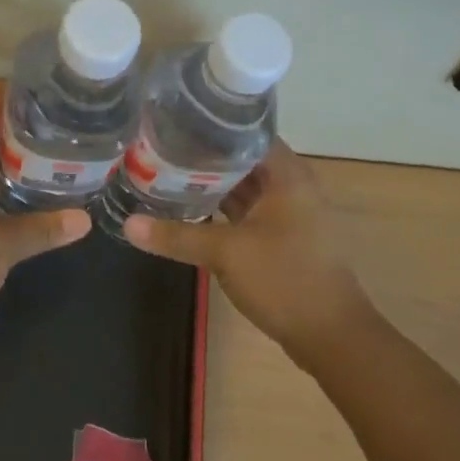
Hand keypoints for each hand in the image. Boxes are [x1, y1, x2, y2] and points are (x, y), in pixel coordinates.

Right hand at [123, 139, 365, 358]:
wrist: (332, 337)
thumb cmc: (285, 279)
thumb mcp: (225, 253)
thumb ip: (176, 235)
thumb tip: (128, 223)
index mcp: (288, 175)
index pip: (247, 133)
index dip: (213, 127)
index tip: (176, 123)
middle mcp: (292, 187)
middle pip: (243, 160)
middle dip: (205, 156)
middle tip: (161, 148)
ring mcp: (289, 215)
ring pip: (245, 188)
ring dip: (213, 184)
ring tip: (168, 173)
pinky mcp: (283, 239)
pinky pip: (248, 212)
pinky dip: (223, 209)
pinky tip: (191, 210)